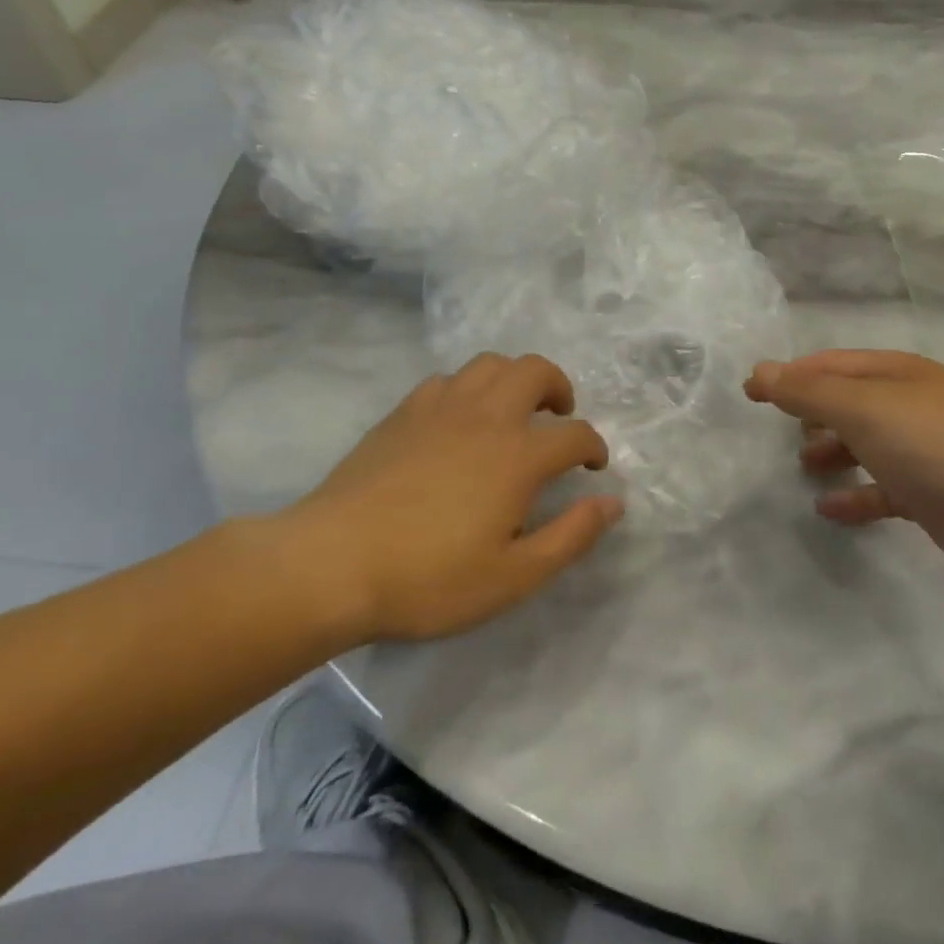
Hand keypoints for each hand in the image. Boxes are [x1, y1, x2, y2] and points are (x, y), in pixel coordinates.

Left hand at [274, 353, 620, 643]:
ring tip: (513, 411)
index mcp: (519, 455)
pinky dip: (467, 390)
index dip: (593, 447)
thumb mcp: (513, 576)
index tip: (593, 467)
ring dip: (514, 379)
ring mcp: (440, 408)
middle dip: (558, 388)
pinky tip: (459, 421)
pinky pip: (446, 380)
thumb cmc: (429, 578)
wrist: (330, 564)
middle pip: (535, 371)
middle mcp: (486, 417)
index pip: (575, 435)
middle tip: (558, 418)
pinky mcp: (403, 413)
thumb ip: (571, 536)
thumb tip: (613, 502)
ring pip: (489, 365)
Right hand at [745, 351, 943, 594]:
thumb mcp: (863, 407)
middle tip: (776, 431)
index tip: (750, 392)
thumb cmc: (935, 442)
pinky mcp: (931, 496)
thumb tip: (760, 372)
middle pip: (849, 403)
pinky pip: (882, 491)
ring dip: (833, 452)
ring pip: (865, 445)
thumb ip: (809, 391)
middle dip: (812, 412)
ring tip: (802, 466)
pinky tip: (828, 509)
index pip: (830, 366)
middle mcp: (908, 406)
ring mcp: (921, 452)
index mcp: (894, 374)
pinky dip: (855, 496)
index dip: (789, 375)